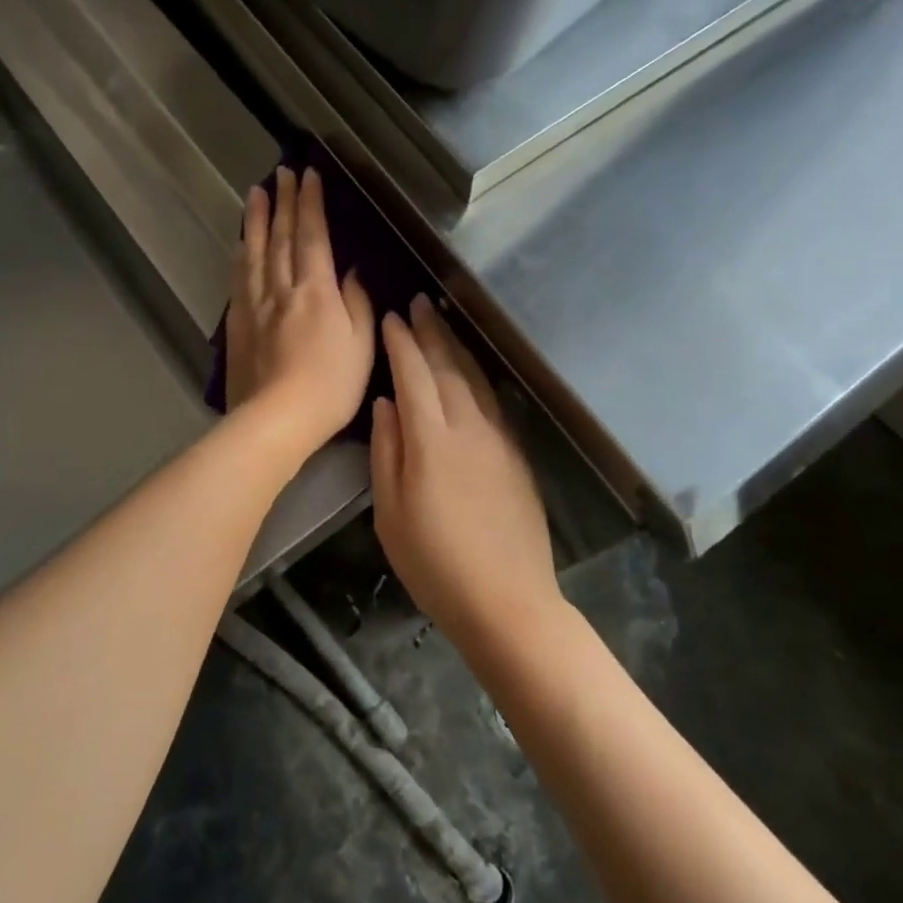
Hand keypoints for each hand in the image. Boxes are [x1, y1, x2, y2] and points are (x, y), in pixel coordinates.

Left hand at [225, 167, 373, 458]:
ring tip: (256, 193)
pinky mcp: (238, 324)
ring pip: (255, 252)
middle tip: (281, 172)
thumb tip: (352, 271)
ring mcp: (255, 305)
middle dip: (283, 202)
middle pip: (281, 237)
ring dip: (257, 220)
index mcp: (316, 291)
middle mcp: (282, 289)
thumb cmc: (330, 386)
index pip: (312, 236)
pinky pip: (239, 279)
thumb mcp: (361, 345)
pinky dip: (241, 254)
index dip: (310, 204)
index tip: (308, 175)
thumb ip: (357, 303)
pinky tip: (240, 243)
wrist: (276, 420)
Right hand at [371, 295, 562, 648]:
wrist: (508, 600)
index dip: (400, 343)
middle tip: (418, 302)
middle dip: (431, 331)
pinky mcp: (516, 454)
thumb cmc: (435, 564)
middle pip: (448, 367)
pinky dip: (477, 375)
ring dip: (456, 346)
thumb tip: (386, 403)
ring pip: (475, 379)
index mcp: (431, 440)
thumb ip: (387, 452)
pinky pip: (493, 400)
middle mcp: (468, 427)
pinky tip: (471, 369)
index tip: (389, 318)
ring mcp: (498, 439)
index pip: (413, 375)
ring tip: (442, 320)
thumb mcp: (391, 514)